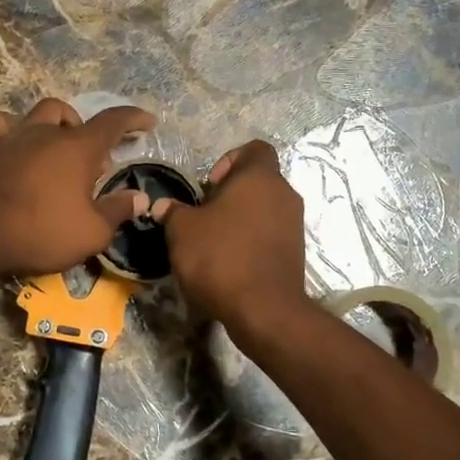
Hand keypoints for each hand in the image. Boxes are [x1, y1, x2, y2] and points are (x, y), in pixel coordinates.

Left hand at [0, 99, 154, 277]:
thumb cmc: (44, 232)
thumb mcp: (93, 232)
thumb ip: (118, 210)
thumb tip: (139, 198)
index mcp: (79, 148)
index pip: (114, 121)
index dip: (134, 118)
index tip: (148, 122)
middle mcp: (48, 133)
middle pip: (75, 116)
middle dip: (89, 133)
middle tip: (94, 163)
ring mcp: (16, 137)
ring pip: (41, 112)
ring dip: (56, 123)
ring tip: (60, 147)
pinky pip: (1, 125)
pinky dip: (13, 129)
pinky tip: (18, 144)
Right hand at [153, 140, 309, 336]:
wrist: (264, 310)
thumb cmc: (220, 257)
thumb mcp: (182, 231)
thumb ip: (173, 212)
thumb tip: (163, 206)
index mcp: (260, 177)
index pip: (254, 148)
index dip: (228, 160)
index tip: (208, 187)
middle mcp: (284, 194)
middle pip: (257, 181)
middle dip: (230, 194)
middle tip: (204, 216)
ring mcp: (294, 224)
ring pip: (264, 209)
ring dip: (240, 219)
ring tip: (213, 242)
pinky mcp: (295, 252)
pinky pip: (270, 234)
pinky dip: (251, 241)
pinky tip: (229, 263)